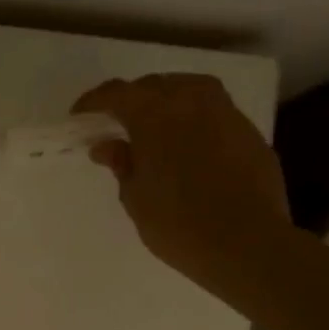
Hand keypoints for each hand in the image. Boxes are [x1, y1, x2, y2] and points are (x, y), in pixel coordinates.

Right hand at [72, 74, 290, 295]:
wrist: (247, 244)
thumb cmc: (178, 225)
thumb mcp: (136, 198)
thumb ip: (122, 164)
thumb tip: (107, 145)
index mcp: (155, 115)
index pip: (116, 93)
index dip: (94, 101)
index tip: (79, 116)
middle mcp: (191, 102)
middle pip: (154, 85)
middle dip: (132, 99)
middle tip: (117, 123)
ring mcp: (225, 113)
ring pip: (189, 89)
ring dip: (167, 100)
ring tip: (155, 125)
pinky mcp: (249, 132)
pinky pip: (213, 111)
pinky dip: (194, 118)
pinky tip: (189, 143)